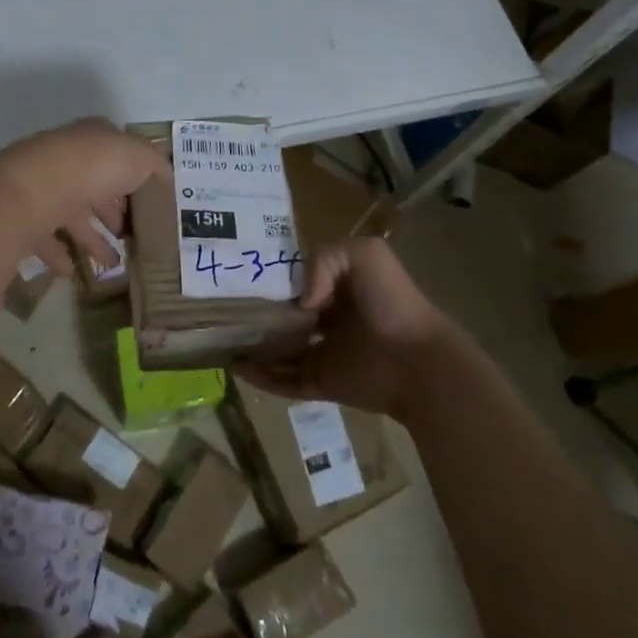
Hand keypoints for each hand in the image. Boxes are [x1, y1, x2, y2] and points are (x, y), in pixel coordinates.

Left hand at [0, 118, 168, 278]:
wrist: (39, 188)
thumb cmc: (95, 167)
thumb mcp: (140, 158)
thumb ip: (156, 165)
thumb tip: (167, 175)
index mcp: (93, 139)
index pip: (116, 155)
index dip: (133, 179)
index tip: (147, 205)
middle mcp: (67, 158)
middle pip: (94, 187)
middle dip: (112, 212)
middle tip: (130, 237)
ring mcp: (43, 187)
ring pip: (72, 215)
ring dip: (92, 239)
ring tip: (113, 264)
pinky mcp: (25, 215)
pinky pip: (46, 237)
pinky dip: (60, 253)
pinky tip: (74, 270)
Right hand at [242, 237, 451, 418]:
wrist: (417, 360)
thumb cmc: (392, 302)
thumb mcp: (365, 254)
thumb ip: (324, 259)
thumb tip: (300, 299)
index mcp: (338, 288)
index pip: (296, 281)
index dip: (272, 278)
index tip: (239, 275)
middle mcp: (327, 319)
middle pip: (284, 316)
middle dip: (258, 313)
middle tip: (223, 308)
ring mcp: (324, 353)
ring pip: (279, 350)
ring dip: (253, 346)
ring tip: (221, 340)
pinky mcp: (322, 383)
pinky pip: (284, 381)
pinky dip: (261, 377)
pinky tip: (236, 367)